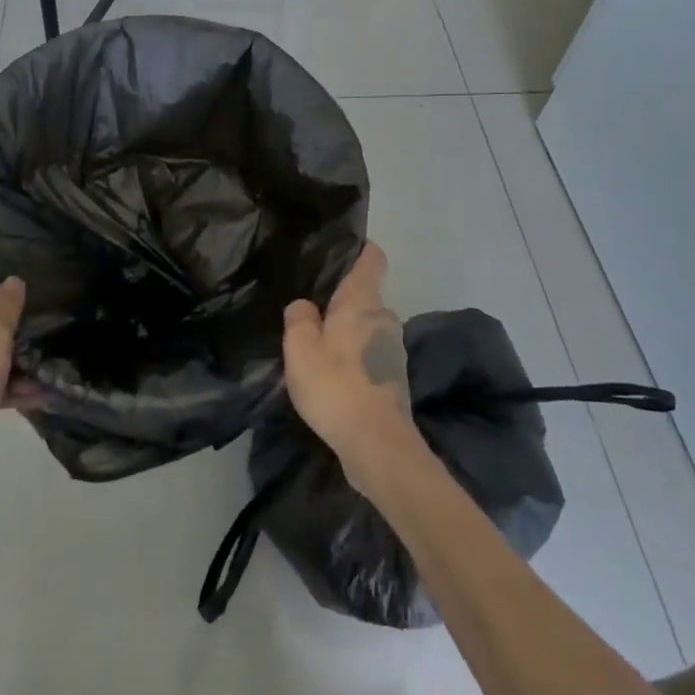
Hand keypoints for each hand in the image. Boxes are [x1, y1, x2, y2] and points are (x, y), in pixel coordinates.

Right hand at [282, 242, 423, 490]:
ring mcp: (394, 349)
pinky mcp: (395, 378)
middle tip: (314, 312)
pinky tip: (336, 380)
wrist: (377, 444)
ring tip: (321, 350)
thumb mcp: (300, 348)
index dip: (362, 250)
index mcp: (363, 301)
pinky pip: (371, 355)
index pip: (373, 259)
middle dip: (344, 303)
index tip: (346, 250)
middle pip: (366, 297)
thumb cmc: (336, 385)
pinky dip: (356, 360)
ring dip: (349, 335)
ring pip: (368, 328)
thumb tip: (304, 306)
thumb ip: (299, 318)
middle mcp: (384, 318)